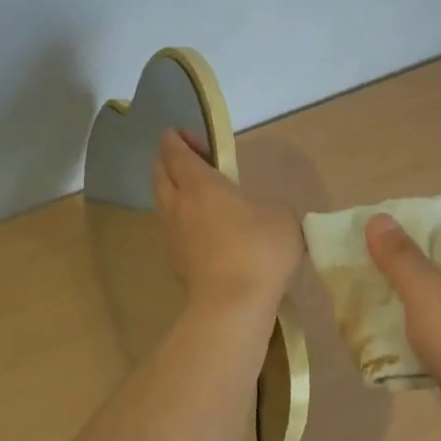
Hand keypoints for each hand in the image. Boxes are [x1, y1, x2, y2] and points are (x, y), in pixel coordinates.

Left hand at [154, 131, 301, 317]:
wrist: (233, 306)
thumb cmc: (258, 249)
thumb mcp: (281, 216)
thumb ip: (269, 206)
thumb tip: (261, 215)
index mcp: (199, 184)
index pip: (175, 152)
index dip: (176, 139)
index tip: (186, 134)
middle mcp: (178, 205)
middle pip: (160, 174)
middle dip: (169, 160)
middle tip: (191, 158)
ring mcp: (173, 236)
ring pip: (164, 203)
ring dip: (174, 191)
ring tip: (198, 194)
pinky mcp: (176, 263)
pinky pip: (173, 230)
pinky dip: (182, 220)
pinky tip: (204, 229)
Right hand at [365, 211, 440, 440]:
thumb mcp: (427, 291)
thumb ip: (400, 255)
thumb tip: (379, 219)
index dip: (422, 217)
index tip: (384, 226)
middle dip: (402, 258)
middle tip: (363, 259)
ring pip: (436, 295)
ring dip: (402, 295)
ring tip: (362, 293)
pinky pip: (436, 329)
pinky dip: (411, 328)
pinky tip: (379, 334)